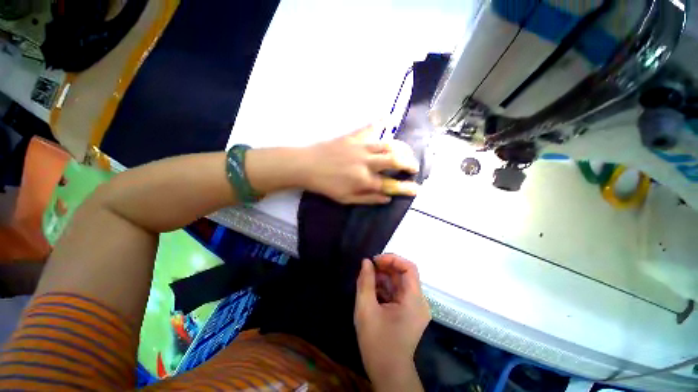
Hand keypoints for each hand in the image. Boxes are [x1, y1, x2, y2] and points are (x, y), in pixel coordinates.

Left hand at [299, 124, 419, 203]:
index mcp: (364, 180)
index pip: (391, 185)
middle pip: (395, 160)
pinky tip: (390, 117)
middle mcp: (366, 163)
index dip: (406, 188)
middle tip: (413, 167)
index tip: (417, 189)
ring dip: (401, 148)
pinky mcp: (353, 137)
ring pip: (388, 145)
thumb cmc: (326, 185)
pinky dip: (381, 121)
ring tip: (405, 152)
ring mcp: (360, 147)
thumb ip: (368, 199)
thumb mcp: (346, 199)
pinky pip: (370, 127)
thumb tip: (387, 199)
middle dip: (409, 163)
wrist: (307, 165)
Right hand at [354, 254, 429, 390]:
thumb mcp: (366, 309)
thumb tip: (366, 262)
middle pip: (403, 274)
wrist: (388, 373)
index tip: (375, 260)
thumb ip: (365, 282)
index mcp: (414, 300)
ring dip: (382, 278)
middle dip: (385, 268)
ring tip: (366, 280)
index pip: (409, 268)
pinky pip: (397, 292)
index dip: (392, 259)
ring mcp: (414, 307)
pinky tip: (371, 291)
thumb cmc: (377, 342)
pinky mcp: (408, 312)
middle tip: (367, 269)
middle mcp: (418, 301)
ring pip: (399, 283)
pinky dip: (384, 288)